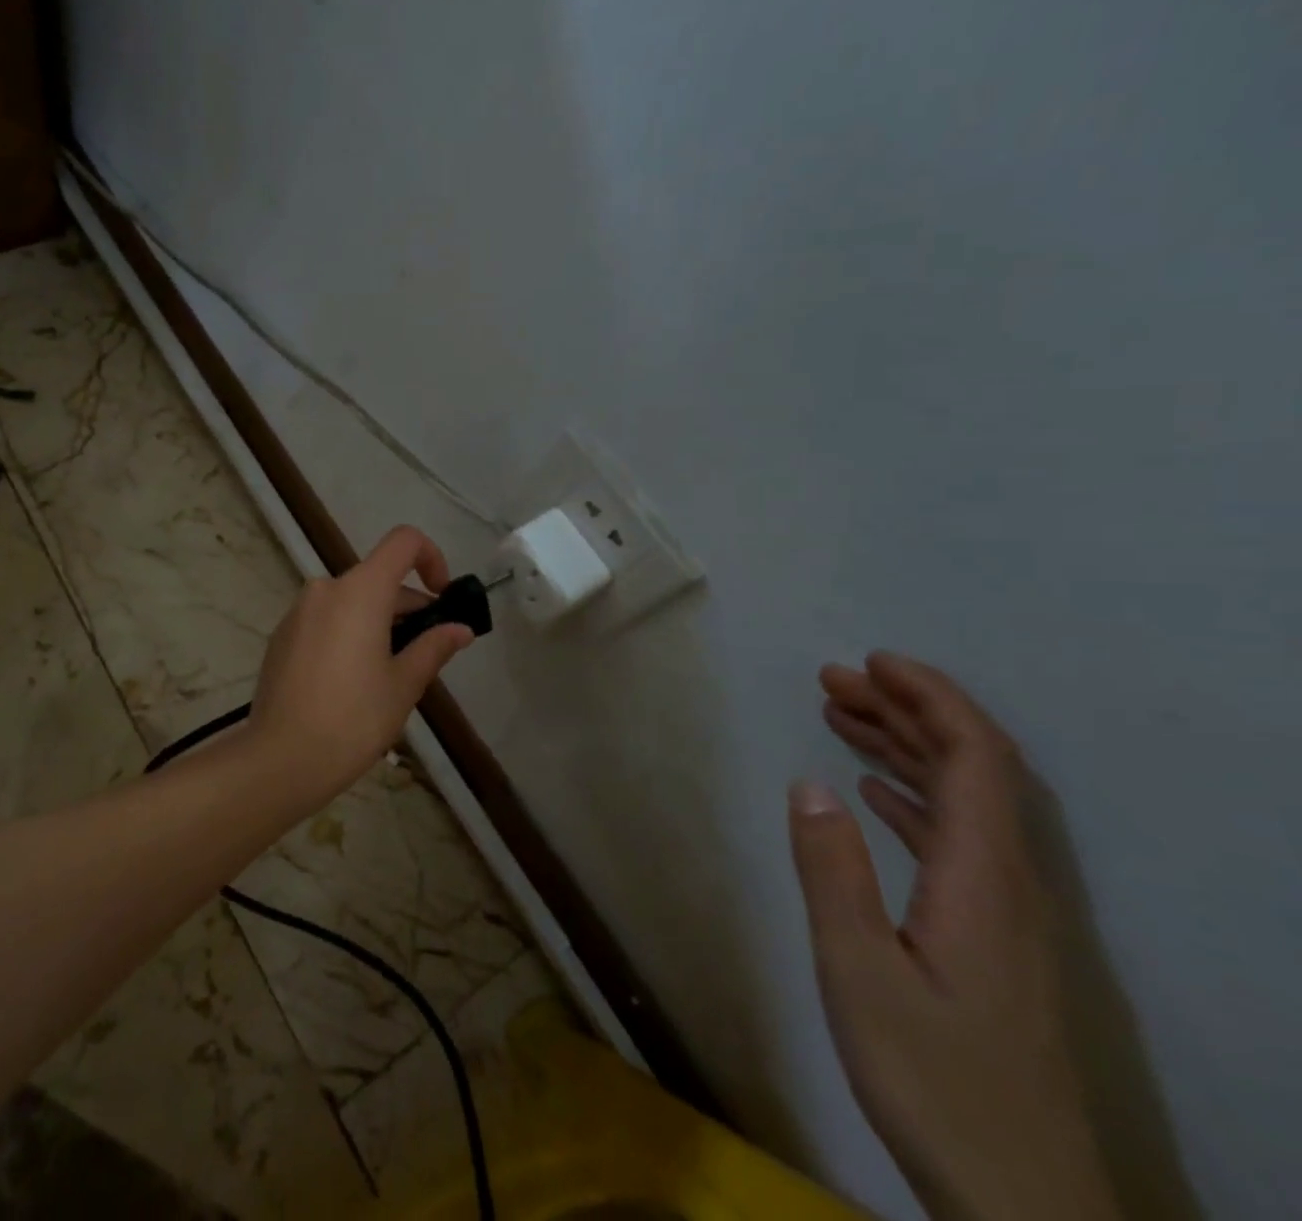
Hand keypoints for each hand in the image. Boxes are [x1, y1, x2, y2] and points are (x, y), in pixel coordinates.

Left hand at [244, 526, 474, 809]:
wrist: (281, 758)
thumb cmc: (353, 718)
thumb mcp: (404, 684)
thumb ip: (434, 647)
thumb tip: (460, 629)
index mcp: (360, 590)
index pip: (403, 542)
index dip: (432, 558)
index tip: (442, 598)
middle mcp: (326, 588)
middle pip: (378, 578)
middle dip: (408, 607)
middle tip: (426, 653)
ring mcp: (298, 611)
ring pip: (352, 601)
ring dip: (379, 623)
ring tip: (390, 674)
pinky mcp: (282, 635)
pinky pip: (327, 619)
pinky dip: (349, 633)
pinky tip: (352, 681)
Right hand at [790, 653, 1118, 1220]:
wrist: (1021, 1200)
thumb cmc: (933, 1081)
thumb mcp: (859, 973)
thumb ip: (833, 872)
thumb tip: (809, 782)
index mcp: (985, 880)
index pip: (976, 759)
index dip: (931, 699)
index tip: (872, 663)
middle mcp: (1011, 884)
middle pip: (972, 770)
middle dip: (905, 712)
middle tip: (832, 680)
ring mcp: (1007, 914)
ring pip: (964, 803)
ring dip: (906, 749)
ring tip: (840, 717)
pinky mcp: (995, 939)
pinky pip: (957, 839)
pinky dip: (914, 797)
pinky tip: (872, 792)